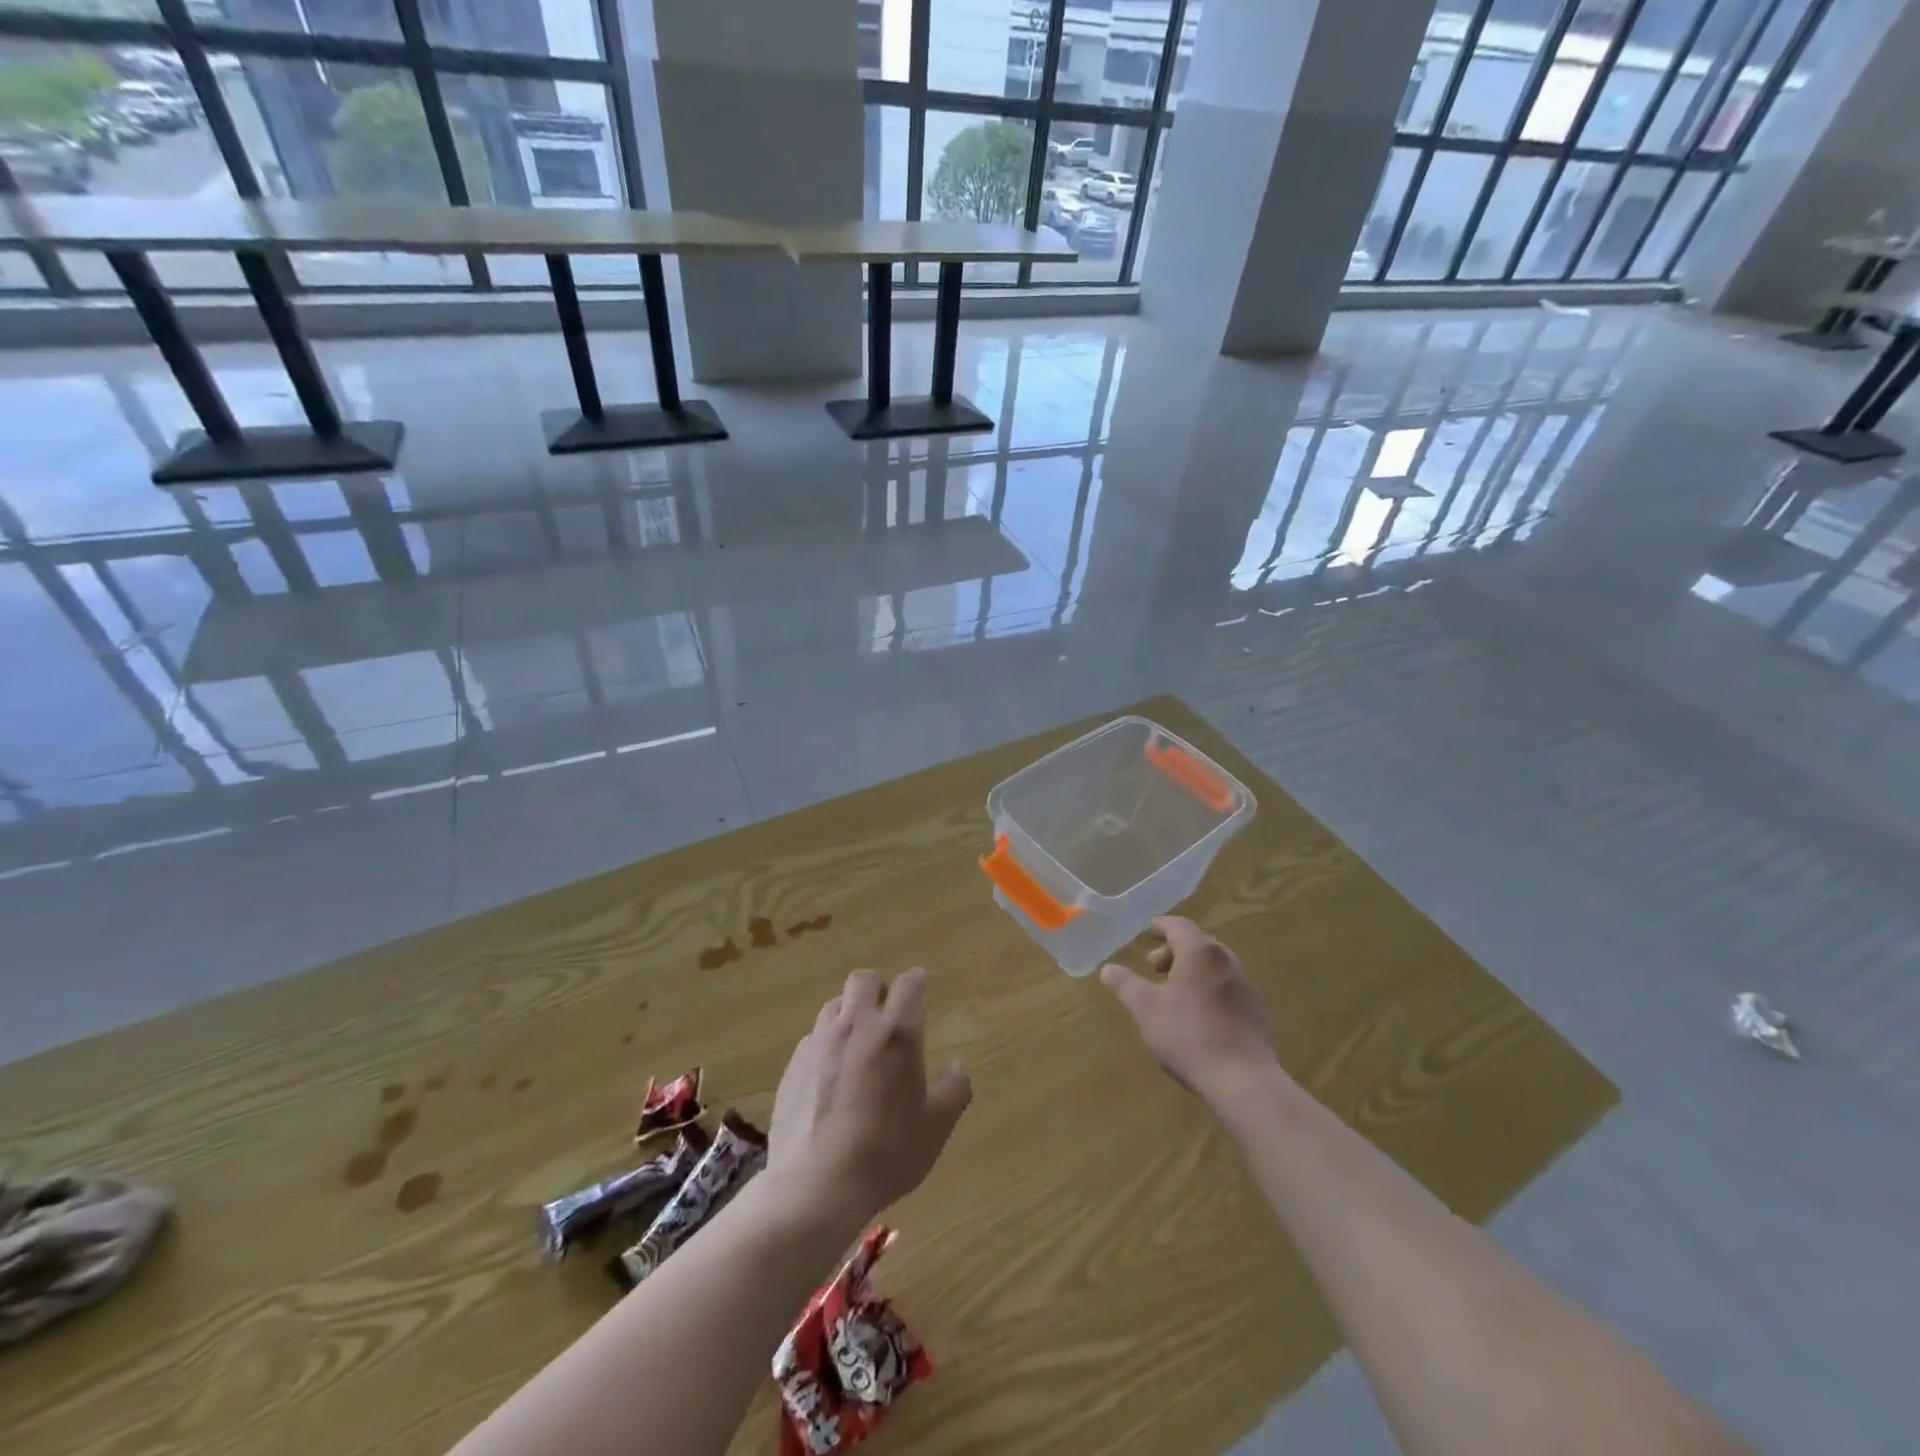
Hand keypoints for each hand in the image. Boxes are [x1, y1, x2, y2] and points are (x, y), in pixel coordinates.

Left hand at [767, 968, 971, 1230]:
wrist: (816, 1185)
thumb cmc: (886, 1151)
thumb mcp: (936, 1126)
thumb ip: (953, 1089)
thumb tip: (956, 1067)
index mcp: (896, 1032)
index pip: (908, 984)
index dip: (916, 981)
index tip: (921, 985)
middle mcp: (856, 1024)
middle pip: (863, 979)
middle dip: (878, 988)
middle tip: (888, 1013)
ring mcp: (819, 1042)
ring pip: (834, 1004)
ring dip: (849, 1012)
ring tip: (858, 1041)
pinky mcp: (793, 1065)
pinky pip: (813, 1038)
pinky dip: (826, 1044)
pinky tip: (831, 1075)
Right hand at [1100, 917, 1276, 1102]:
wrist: (1242, 1079)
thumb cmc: (1188, 1034)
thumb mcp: (1145, 1008)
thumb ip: (1125, 984)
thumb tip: (1107, 969)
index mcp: (1199, 952)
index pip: (1178, 925)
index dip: (1160, 926)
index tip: (1147, 933)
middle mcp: (1226, 960)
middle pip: (1197, 943)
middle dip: (1173, 950)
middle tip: (1154, 967)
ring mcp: (1245, 985)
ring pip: (1213, 965)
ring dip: (1191, 970)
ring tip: (1173, 992)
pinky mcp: (1255, 1010)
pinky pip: (1226, 986)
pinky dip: (1208, 987)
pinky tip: (1197, 1014)